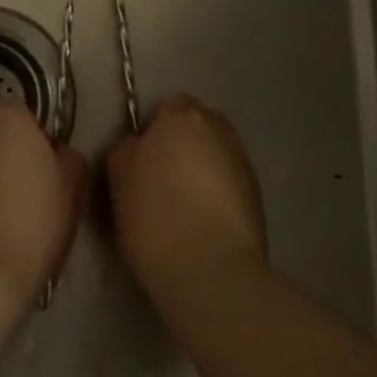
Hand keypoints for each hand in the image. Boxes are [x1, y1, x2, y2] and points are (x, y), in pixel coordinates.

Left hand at [0, 105, 87, 311]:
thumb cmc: (32, 224)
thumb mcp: (72, 189)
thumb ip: (70, 158)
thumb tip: (58, 153)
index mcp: (9, 117)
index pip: (30, 118)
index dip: (42, 146)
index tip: (50, 177)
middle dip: (11, 155)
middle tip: (28, 195)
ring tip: (2, 215)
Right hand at [105, 95, 268, 302]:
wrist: (211, 270)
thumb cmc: (155, 216)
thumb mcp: (119, 178)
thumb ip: (127, 149)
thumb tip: (139, 146)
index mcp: (184, 117)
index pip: (169, 106)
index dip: (154, 130)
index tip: (141, 160)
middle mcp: (220, 130)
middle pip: (197, 127)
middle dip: (182, 145)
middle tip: (160, 179)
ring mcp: (243, 162)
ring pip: (215, 155)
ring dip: (201, 169)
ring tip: (182, 206)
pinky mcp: (258, 196)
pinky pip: (230, 183)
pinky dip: (217, 194)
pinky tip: (203, 223)